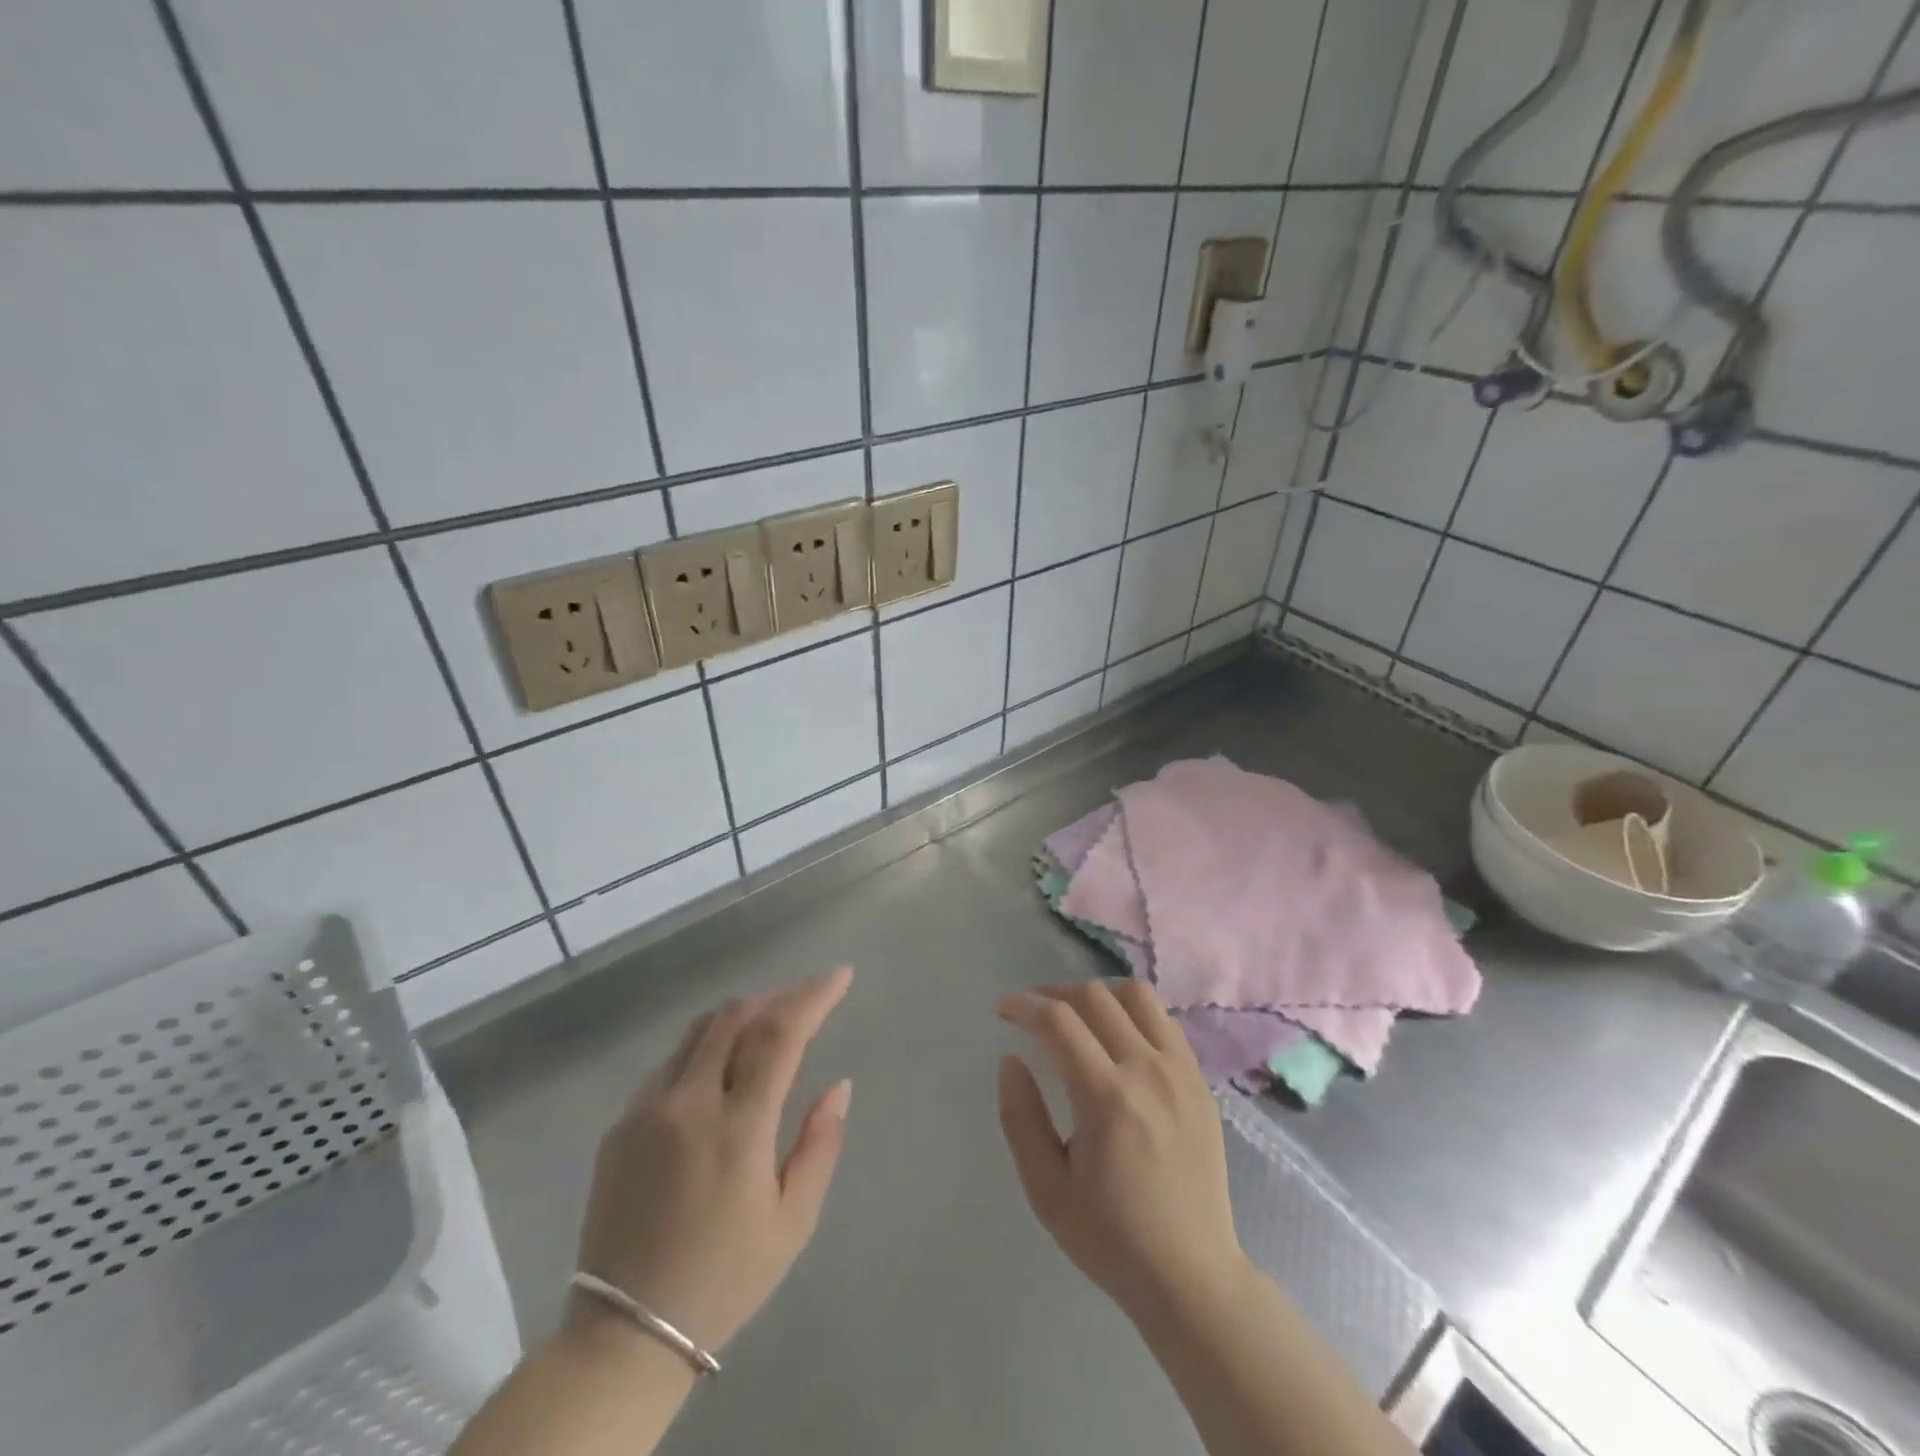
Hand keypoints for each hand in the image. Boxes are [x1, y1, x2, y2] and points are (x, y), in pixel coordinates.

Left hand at [573, 967, 853, 1355]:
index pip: (779, 1035)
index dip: (812, 997)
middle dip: (777, 996)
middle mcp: (687, 1104)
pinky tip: (720, 1068)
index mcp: (737, 1129)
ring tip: (768, 1023)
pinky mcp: (620, 1125)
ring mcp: (646, 1110)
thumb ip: (820, 1144)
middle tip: (805, 1000)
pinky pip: (671, 1062)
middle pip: (735, 1016)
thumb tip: (839, 1085)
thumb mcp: (792, 1222)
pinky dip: (706, 1047)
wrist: (623, 1336)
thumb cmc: (724, 1279)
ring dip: (740, 1015)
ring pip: (698, 1031)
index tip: (840, 976)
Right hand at [997, 980, 1245, 1323]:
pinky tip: (1117, 1039)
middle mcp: (1147, 1070)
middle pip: (1095, 997)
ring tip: (1076, 1016)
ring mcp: (1180, 1072)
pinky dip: (1132, 1014)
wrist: (1192, 1277)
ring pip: (1137, 996)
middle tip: (1032, 1012)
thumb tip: (1011, 1059)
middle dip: (1054, 993)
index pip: (1059, 1021)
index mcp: (1107, 1097)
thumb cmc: (1111, 1238)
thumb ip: (1021, 1118)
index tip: (1003, 1010)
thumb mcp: (1046, 1190)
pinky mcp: (1200, 1082)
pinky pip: (1163, 1022)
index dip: (1025, 1006)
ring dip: (1098, 994)